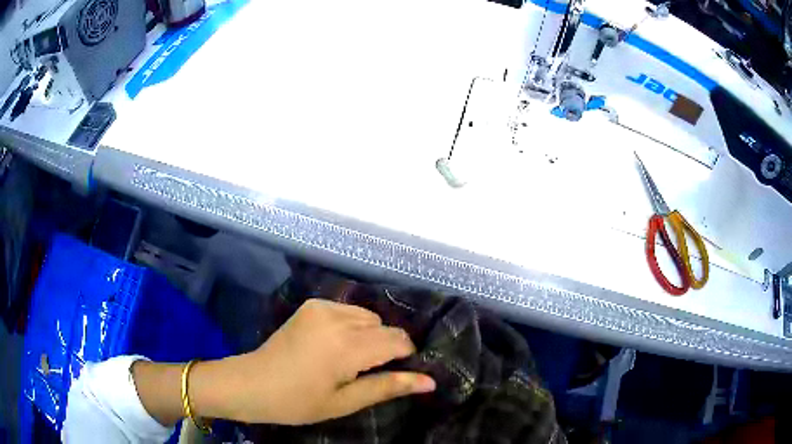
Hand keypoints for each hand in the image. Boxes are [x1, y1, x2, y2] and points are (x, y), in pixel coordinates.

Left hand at [191, 299, 435, 424]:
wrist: (252, 383)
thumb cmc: (298, 402)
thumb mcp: (345, 402)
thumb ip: (388, 387)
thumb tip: (430, 381)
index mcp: (347, 346)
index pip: (398, 340)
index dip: (405, 357)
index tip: (394, 375)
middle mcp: (338, 318)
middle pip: (385, 327)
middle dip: (386, 348)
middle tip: (366, 373)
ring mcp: (322, 307)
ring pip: (368, 317)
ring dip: (369, 336)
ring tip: (349, 361)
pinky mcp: (311, 305)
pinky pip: (348, 311)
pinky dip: (352, 326)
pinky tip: (334, 345)